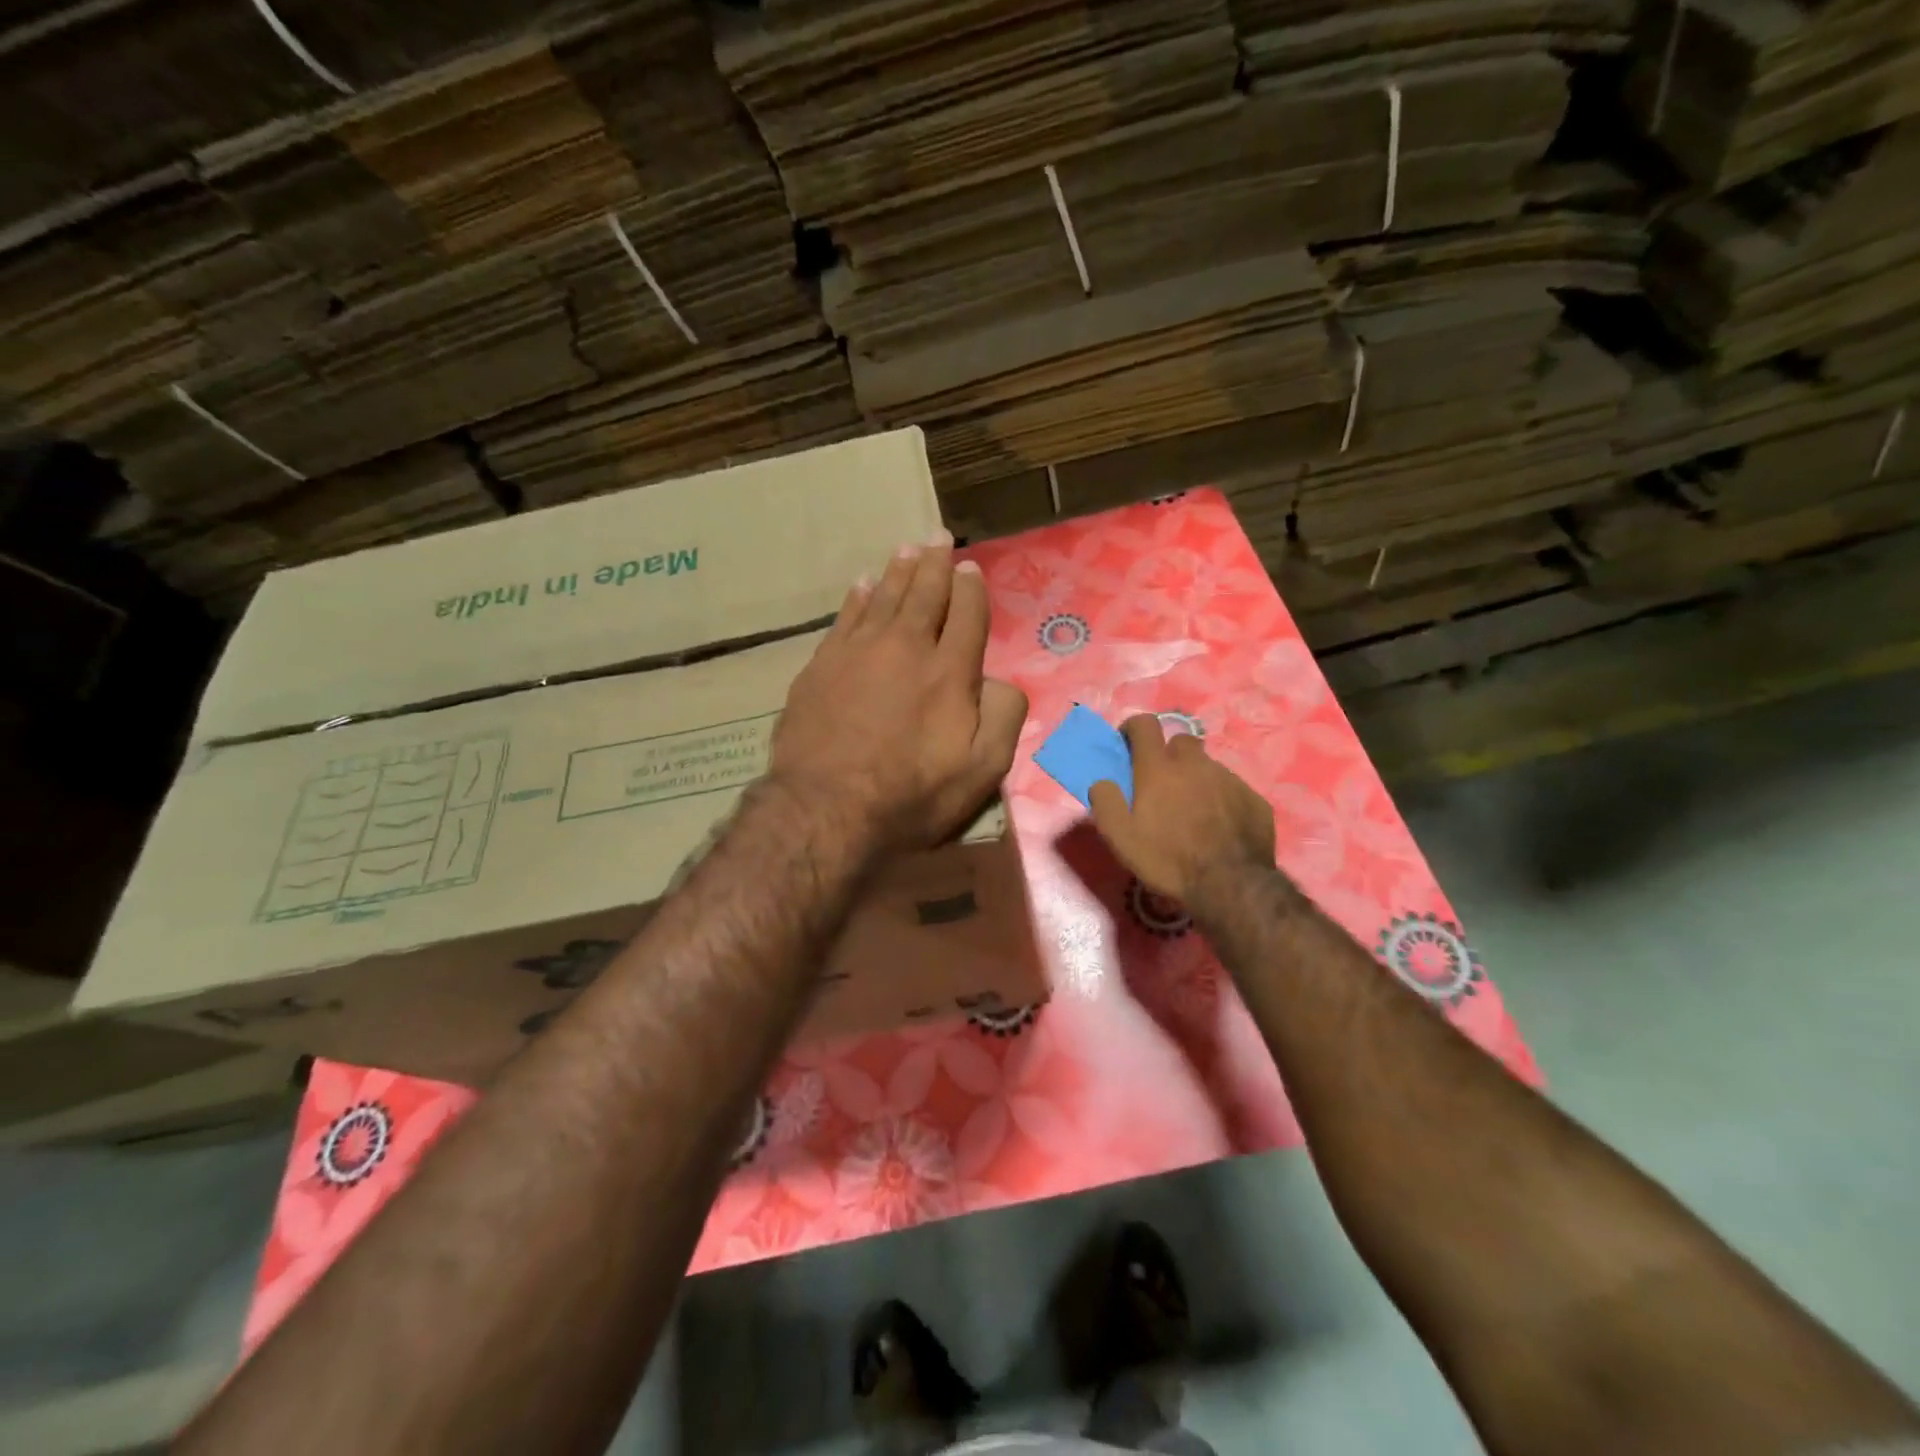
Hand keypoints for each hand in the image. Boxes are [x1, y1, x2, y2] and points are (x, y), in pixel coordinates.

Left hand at [772, 534, 1027, 852]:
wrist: (826, 807)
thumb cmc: (911, 795)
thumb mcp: (981, 770)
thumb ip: (1003, 716)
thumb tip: (1001, 680)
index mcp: (950, 671)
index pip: (966, 614)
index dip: (970, 588)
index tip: (970, 568)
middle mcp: (905, 647)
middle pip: (924, 593)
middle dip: (936, 563)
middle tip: (939, 537)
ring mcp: (858, 652)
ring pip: (883, 597)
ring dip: (899, 570)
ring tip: (908, 549)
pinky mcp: (821, 665)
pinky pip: (845, 617)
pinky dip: (857, 597)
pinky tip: (862, 584)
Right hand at [1089, 716, 1275, 905]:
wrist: (1231, 886)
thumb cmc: (1168, 860)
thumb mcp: (1121, 838)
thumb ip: (1105, 802)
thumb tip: (1102, 782)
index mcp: (1159, 769)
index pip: (1145, 724)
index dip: (1133, 728)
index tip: (1128, 745)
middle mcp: (1195, 764)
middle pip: (1180, 741)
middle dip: (1168, 754)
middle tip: (1162, 783)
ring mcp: (1228, 779)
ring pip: (1207, 766)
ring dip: (1196, 778)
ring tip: (1192, 810)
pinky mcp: (1253, 798)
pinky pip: (1231, 788)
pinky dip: (1221, 798)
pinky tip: (1219, 825)